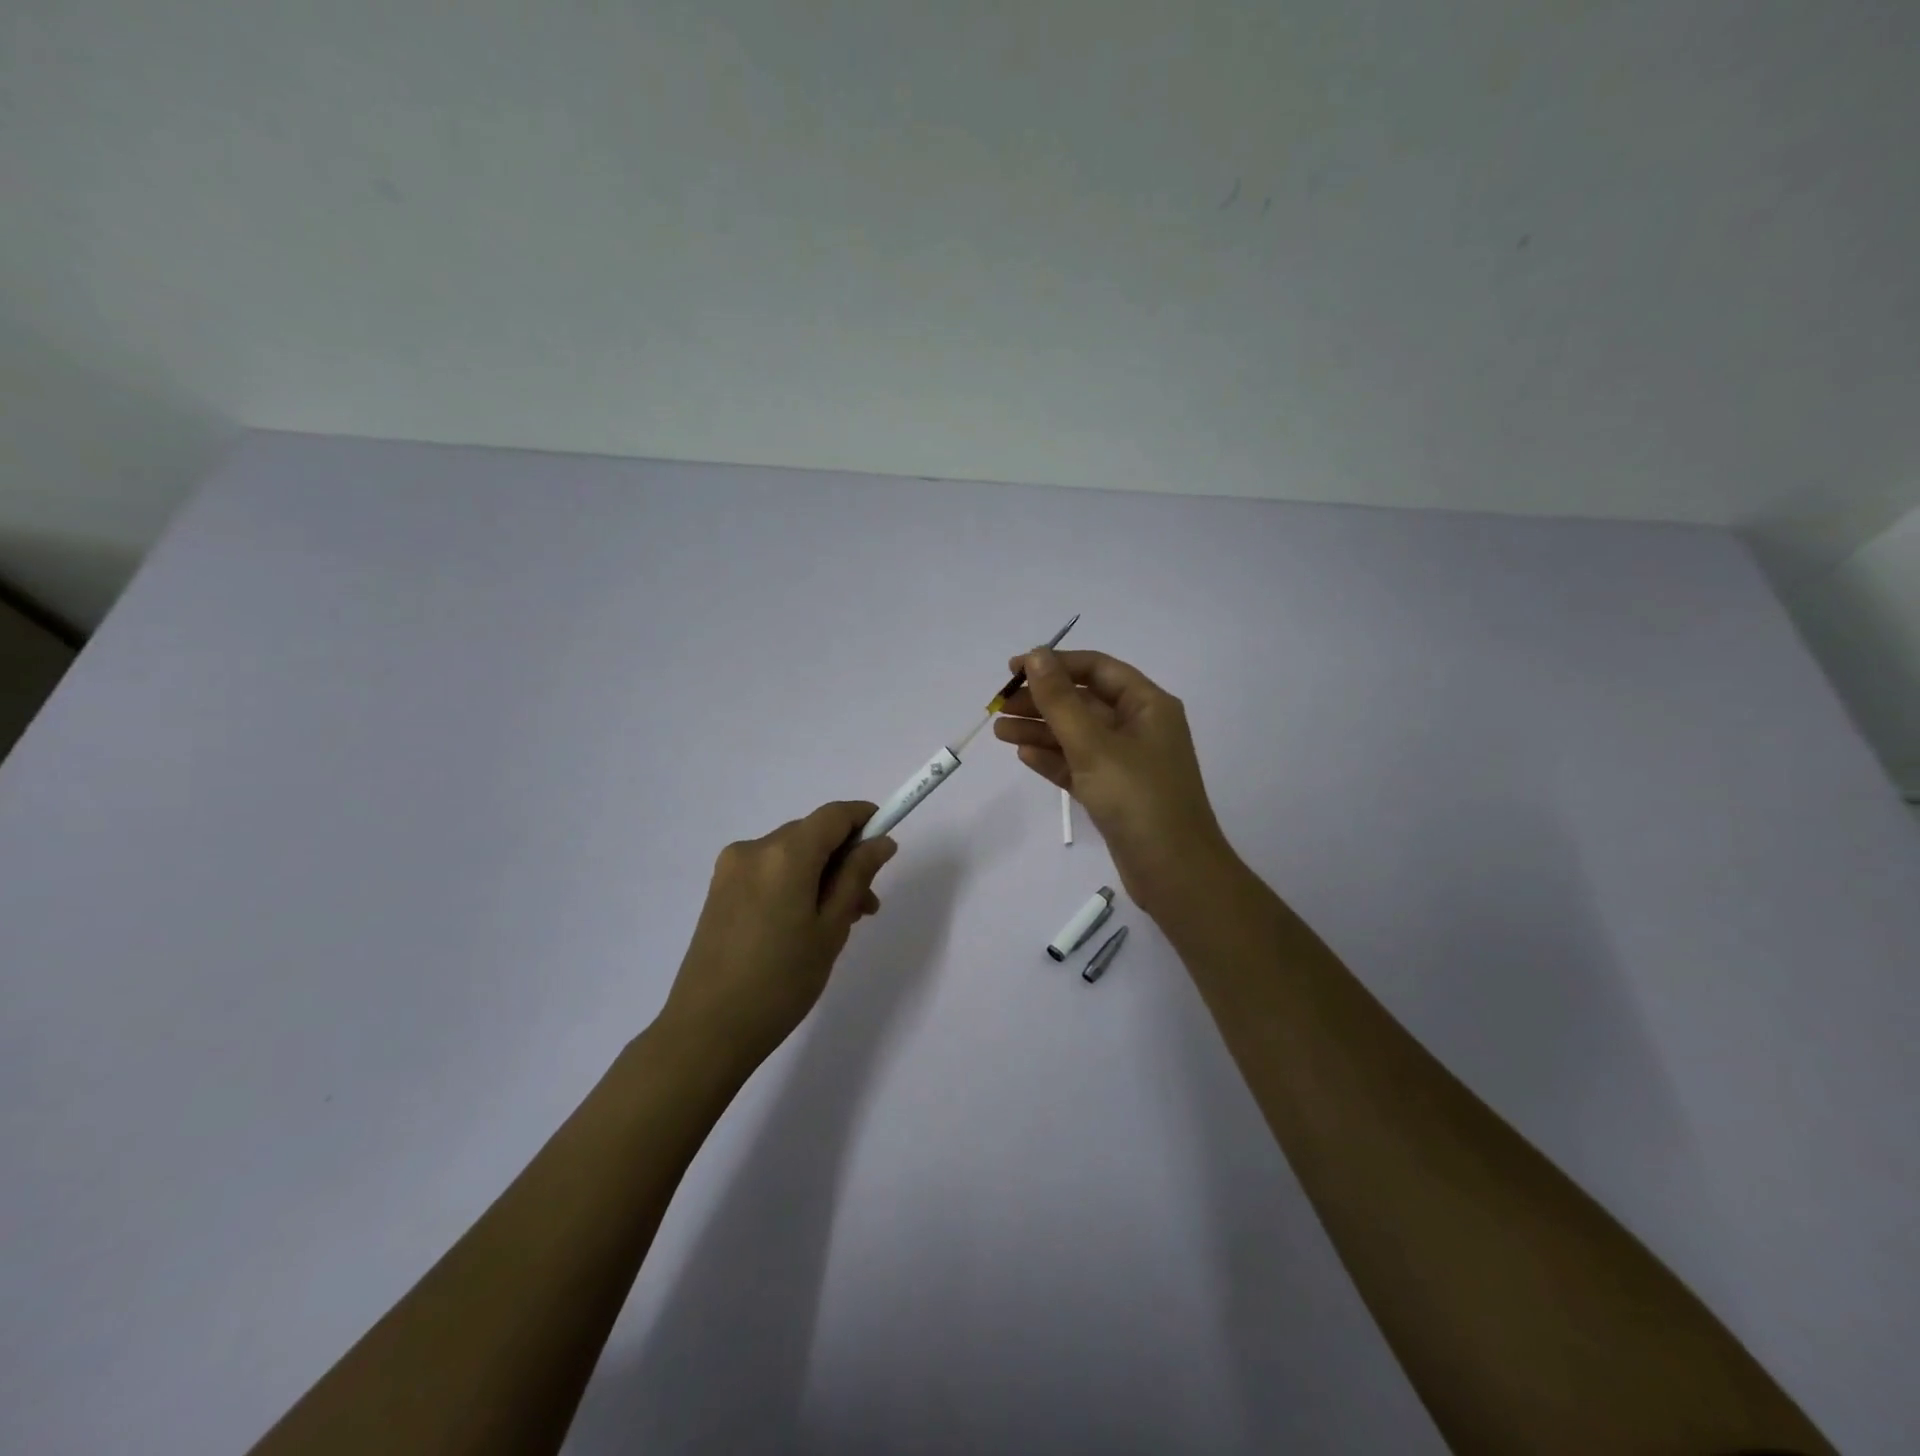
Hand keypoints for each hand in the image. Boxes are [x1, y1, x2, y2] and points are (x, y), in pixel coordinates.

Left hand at [658, 801, 896, 1071]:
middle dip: (845, 858)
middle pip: (812, 833)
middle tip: (867, 906)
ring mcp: (731, 869)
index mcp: (785, 853)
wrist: (707, 1031)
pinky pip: (769, 871)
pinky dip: (794, 883)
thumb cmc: (781, 981)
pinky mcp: (720, 891)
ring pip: (791, 854)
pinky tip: (802, 924)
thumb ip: (857, 876)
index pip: (834, 814)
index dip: (866, 819)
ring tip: (839, 922)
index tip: (887, 844)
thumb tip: (881, 841)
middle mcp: (754, 848)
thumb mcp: (831, 928)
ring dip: (820, 874)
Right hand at [994, 648, 1237, 918]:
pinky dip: (1053, 759)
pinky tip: (1024, 755)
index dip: (1055, 664)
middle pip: (1084, 702)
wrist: (1174, 872)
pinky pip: (1079, 765)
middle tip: (1000, 706)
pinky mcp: (1115, 792)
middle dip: (1042, 701)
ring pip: (1077, 735)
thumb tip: (1036, 655)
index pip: (1097, 669)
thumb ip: (1060, 700)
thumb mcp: (1094, 745)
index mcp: (1147, 705)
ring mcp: (1127, 762)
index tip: (1014, 670)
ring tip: (999, 731)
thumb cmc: (1138, 798)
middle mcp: (1139, 727)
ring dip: (1040, 730)